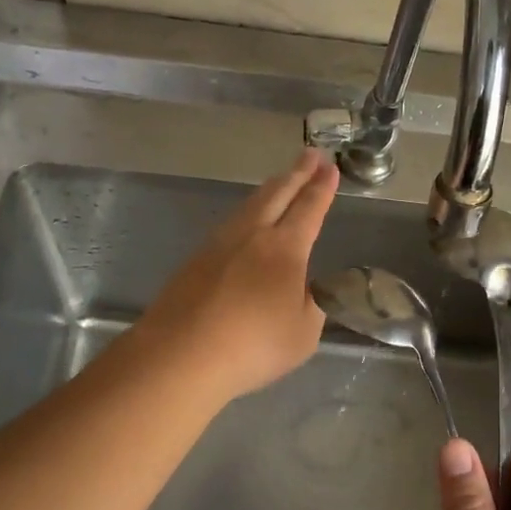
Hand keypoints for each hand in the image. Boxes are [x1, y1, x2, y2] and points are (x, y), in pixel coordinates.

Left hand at [134, 149, 338, 402]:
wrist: (181, 354)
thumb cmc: (253, 346)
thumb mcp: (303, 334)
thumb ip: (311, 306)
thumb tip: (307, 290)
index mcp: (285, 249)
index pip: (309, 209)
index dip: (321, 188)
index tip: (329, 167)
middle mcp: (251, 235)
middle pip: (277, 194)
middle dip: (297, 173)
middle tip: (310, 154)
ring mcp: (218, 244)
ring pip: (249, 206)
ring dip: (270, 189)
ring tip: (281, 181)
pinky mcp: (195, 260)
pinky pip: (229, 225)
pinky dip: (247, 213)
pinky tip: (245, 223)